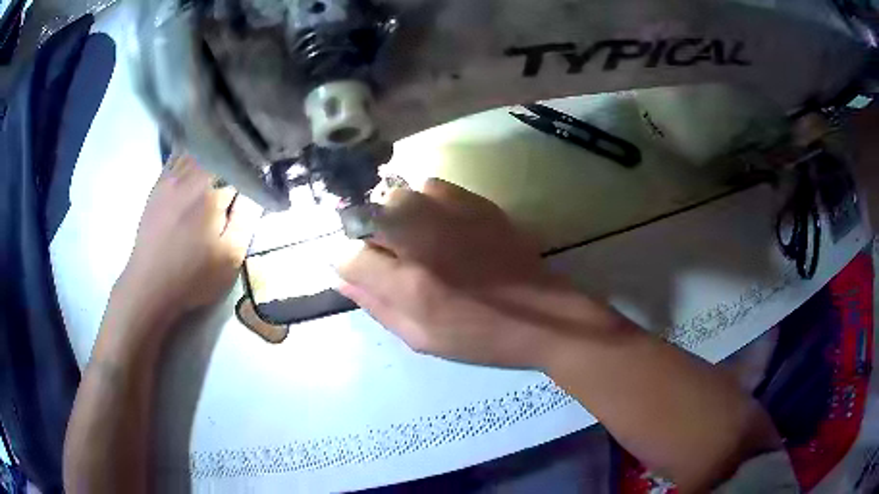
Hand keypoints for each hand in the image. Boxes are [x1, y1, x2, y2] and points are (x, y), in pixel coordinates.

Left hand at [114, 155, 261, 320]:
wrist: (150, 285)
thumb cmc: (193, 276)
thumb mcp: (230, 257)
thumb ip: (246, 219)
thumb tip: (257, 190)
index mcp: (212, 192)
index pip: (241, 166)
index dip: (256, 169)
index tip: (265, 174)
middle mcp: (191, 176)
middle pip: (219, 151)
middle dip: (236, 156)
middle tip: (247, 165)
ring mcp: (171, 177)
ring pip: (198, 149)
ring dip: (215, 150)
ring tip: (226, 156)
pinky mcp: (158, 184)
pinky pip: (177, 156)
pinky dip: (191, 151)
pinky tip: (198, 156)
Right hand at [338, 178, 590, 367]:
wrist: (543, 316)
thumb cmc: (480, 337)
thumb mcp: (420, 337)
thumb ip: (376, 306)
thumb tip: (341, 278)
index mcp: (410, 285)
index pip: (347, 256)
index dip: (346, 263)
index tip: (359, 271)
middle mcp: (424, 242)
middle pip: (367, 215)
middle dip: (367, 235)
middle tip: (388, 256)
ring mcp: (452, 216)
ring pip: (397, 197)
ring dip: (395, 217)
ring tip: (414, 239)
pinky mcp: (476, 203)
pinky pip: (431, 186)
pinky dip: (425, 202)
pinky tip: (440, 222)